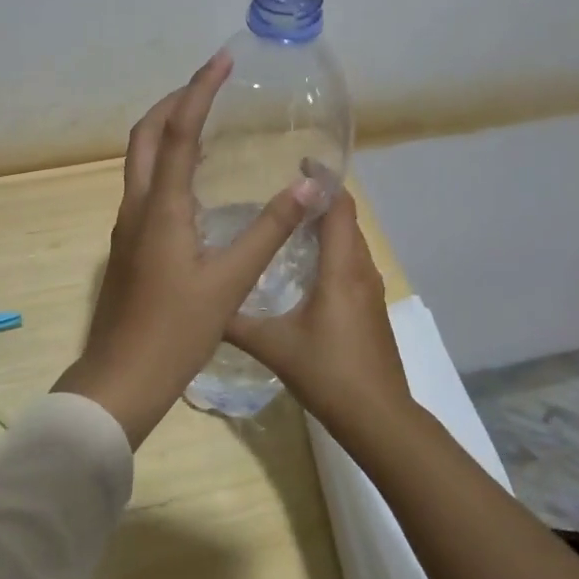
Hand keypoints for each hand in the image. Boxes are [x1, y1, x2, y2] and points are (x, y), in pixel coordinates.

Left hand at [53, 51, 323, 446]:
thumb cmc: (175, 332)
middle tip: (210, 85)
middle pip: (145, 135)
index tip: (221, 61)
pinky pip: (145, 185)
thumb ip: (269, 231)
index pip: (178, 132)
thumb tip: (309, 187)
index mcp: (161, 207)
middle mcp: (137, 206)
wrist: (120, 378)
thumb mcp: (230, 282)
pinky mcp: (129, 244)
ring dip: (166, 130)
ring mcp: (127, 226)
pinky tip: (194, 180)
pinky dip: (165, 162)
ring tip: (204, 120)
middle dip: (174, 102)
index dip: (199, 91)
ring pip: (139, 159)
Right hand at [223, 192, 409, 438]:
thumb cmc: (328, 372)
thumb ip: (235, 322)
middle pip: (347, 219)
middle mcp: (361, 271)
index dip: (323, 180)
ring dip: (328, 225)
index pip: (339, 207)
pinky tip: (306, 266)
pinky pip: (353, 263)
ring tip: (289, 221)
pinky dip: (333, 250)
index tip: (298, 161)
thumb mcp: (273, 345)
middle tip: (281, 190)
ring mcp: (371, 291)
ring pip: (351, 242)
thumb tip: (200, 304)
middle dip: (320, 199)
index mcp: (341, 269)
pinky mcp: (372, 309)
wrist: (378, 417)